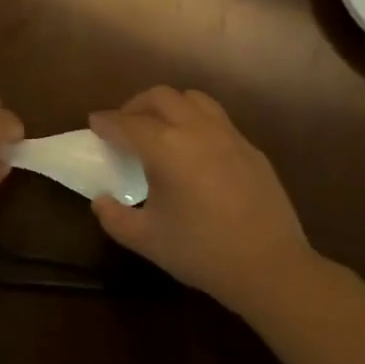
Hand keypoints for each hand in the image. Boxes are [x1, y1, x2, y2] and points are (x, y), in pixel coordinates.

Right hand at [89, 87, 318, 312]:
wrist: (270, 266)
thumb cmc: (202, 252)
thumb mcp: (147, 240)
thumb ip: (115, 218)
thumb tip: (101, 201)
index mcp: (167, 148)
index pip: (127, 123)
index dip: (106, 122)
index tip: (94, 123)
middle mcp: (197, 129)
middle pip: (160, 97)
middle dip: (136, 105)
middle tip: (124, 126)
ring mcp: (228, 135)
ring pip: (193, 99)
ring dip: (169, 106)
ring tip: (160, 128)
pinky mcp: (250, 147)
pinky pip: (217, 119)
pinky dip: (196, 121)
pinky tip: (195, 150)